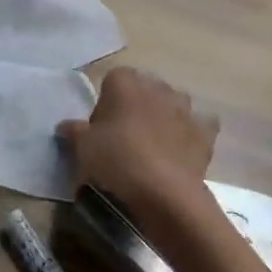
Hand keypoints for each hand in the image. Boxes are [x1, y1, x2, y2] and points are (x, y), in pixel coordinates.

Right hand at [56, 67, 218, 243]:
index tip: (99, 128)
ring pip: (171, 104)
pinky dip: (190, 134)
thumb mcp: (83, 147)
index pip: (112, 80)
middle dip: (134, 106)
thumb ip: (73, 132)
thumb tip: (65, 126)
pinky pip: (198, 126)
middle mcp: (157, 87)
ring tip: (151, 146)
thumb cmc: (117, 159)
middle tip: (122, 137)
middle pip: (143, 89)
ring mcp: (185, 108)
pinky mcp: (205, 132)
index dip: (104, 102)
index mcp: (125, 82)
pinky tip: (180, 151)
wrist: (164, 191)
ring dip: (163, 117)